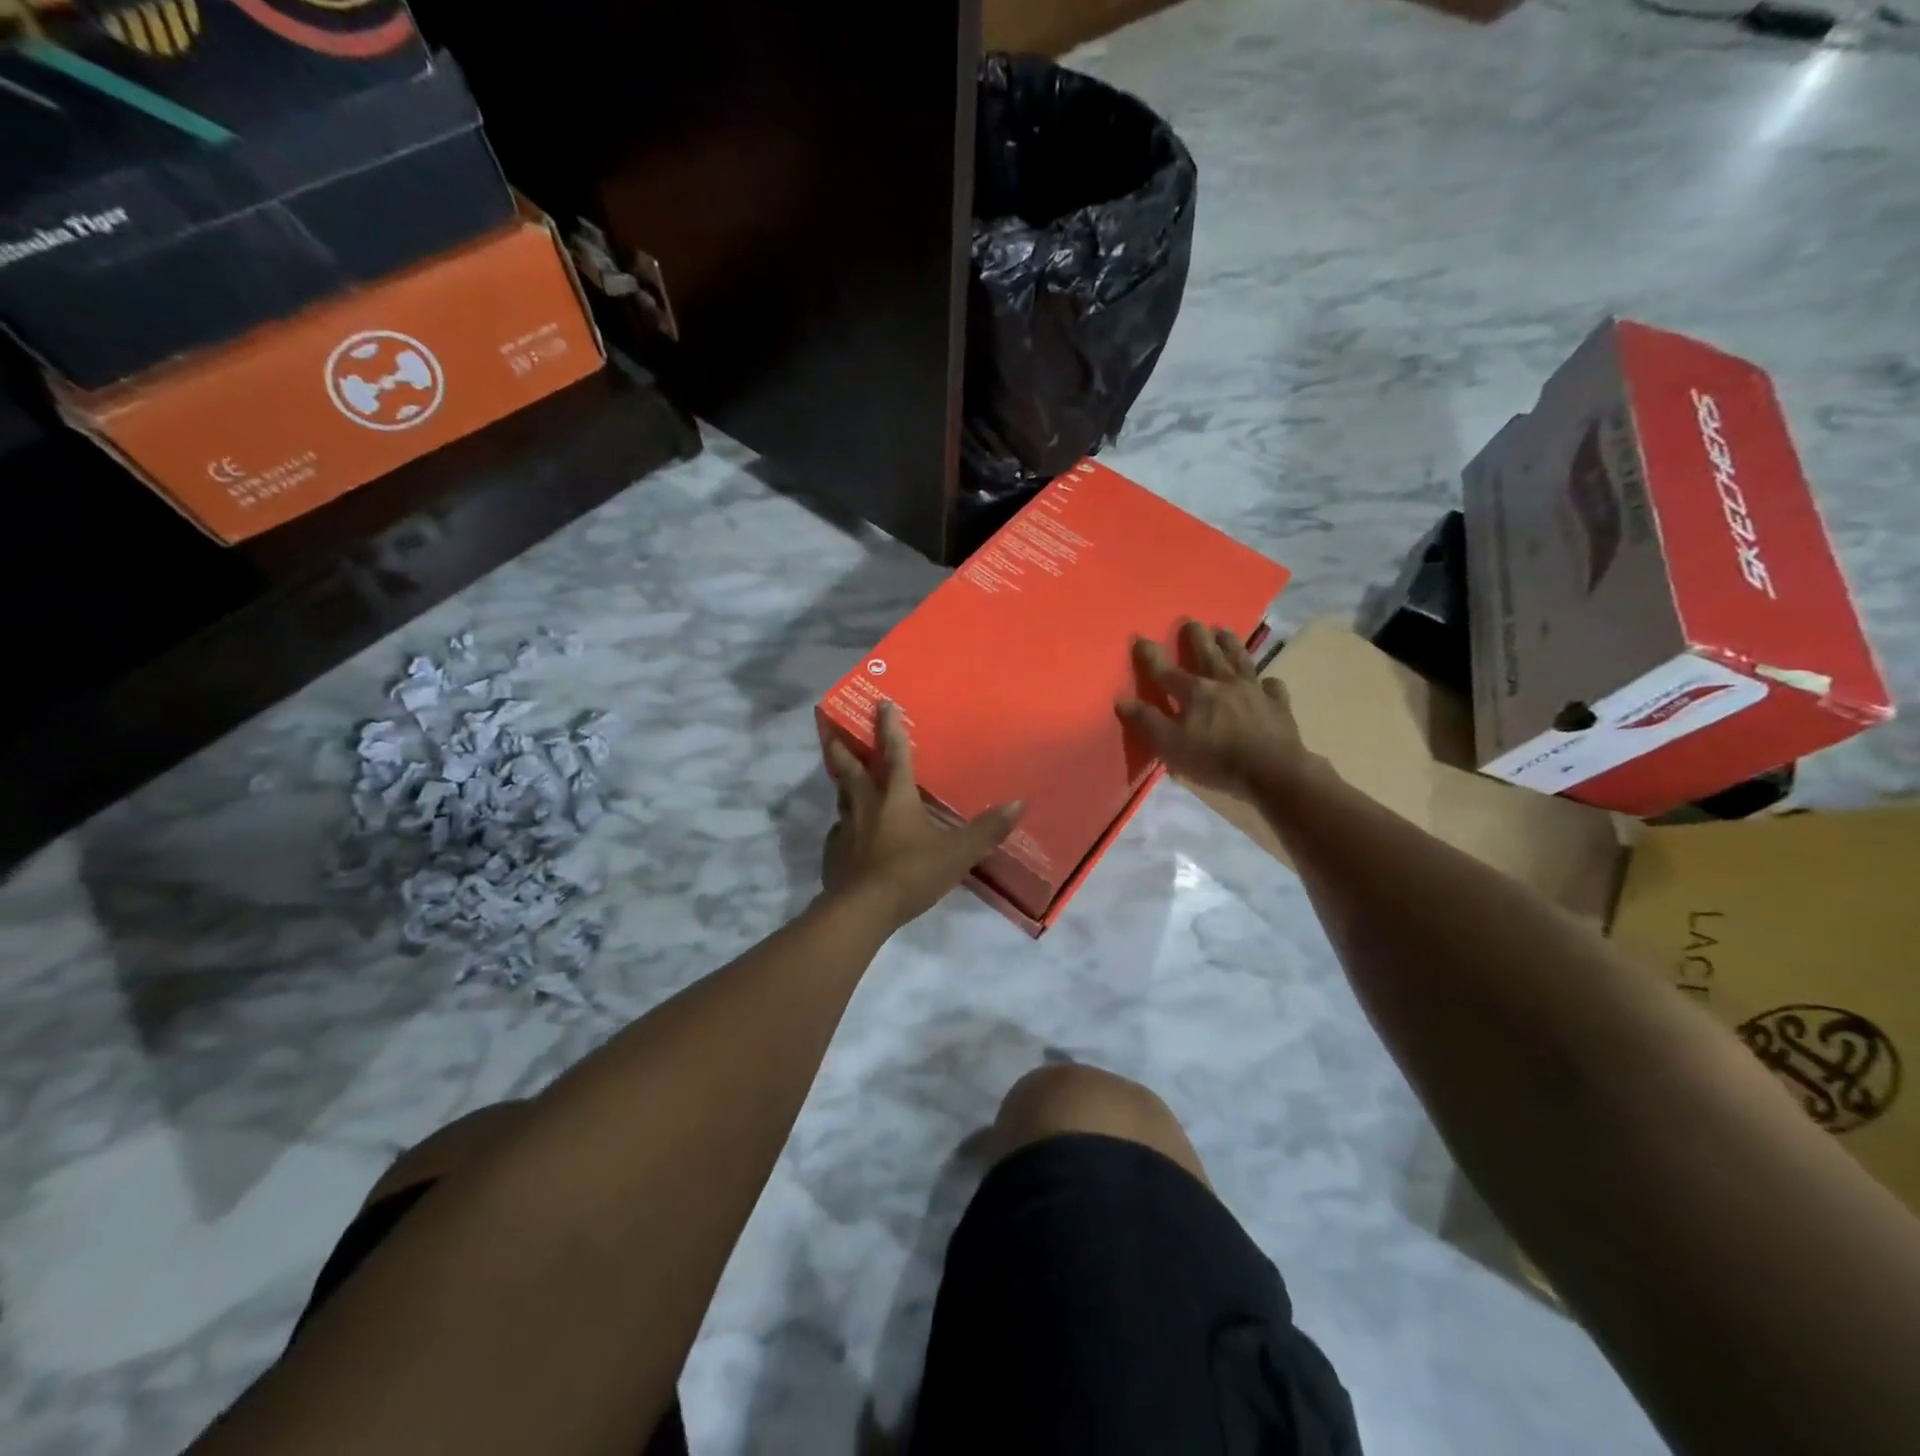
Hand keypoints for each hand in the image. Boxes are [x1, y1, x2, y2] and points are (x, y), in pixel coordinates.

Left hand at [822, 701, 1023, 932]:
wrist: (862, 909)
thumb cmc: (912, 872)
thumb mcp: (958, 853)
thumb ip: (987, 830)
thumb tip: (1019, 804)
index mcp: (895, 796)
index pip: (894, 753)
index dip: (890, 727)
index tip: (882, 703)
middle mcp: (865, 804)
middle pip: (850, 767)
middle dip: (843, 745)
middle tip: (833, 729)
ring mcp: (844, 829)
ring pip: (840, 796)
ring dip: (840, 782)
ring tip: (841, 777)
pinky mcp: (833, 853)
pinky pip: (838, 832)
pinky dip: (843, 826)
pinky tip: (847, 834)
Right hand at [1117, 619, 1306, 796]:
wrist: (1272, 771)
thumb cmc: (1216, 759)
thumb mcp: (1171, 745)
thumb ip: (1147, 721)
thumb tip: (1122, 700)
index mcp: (1195, 692)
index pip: (1166, 670)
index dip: (1151, 655)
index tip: (1139, 637)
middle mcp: (1224, 683)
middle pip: (1208, 654)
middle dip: (1196, 637)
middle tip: (1191, 621)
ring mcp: (1253, 691)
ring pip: (1240, 660)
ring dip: (1230, 644)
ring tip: (1223, 631)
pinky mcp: (1277, 705)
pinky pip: (1271, 687)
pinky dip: (1267, 682)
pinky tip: (1266, 681)